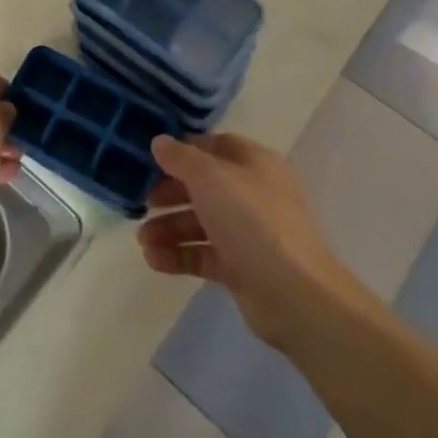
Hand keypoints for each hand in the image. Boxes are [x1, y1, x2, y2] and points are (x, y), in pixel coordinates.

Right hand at [137, 132, 368, 350]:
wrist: (295, 295)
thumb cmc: (252, 221)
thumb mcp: (210, 177)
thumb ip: (181, 158)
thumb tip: (160, 141)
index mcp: (254, 163)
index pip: (214, 147)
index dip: (183, 151)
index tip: (151, 161)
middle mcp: (253, 194)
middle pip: (204, 186)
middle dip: (170, 194)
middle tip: (143, 203)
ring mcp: (249, 233)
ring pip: (201, 223)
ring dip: (169, 228)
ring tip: (143, 240)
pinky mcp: (242, 269)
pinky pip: (204, 255)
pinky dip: (179, 255)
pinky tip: (154, 260)